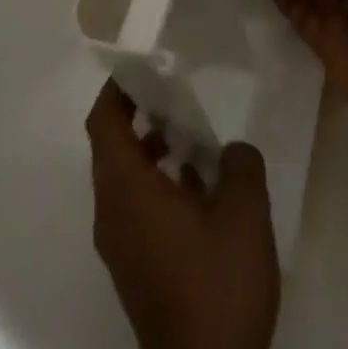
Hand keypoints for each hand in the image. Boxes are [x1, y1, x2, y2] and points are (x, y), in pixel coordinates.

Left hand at [86, 80, 279, 348]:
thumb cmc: (218, 285)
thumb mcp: (243, 210)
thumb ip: (239, 161)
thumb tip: (230, 151)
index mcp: (126, 191)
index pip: (104, 123)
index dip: (118, 88)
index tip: (144, 63)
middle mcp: (112, 214)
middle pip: (112, 147)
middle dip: (139, 112)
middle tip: (176, 87)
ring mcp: (122, 246)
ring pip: (126, 178)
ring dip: (152, 148)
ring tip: (194, 130)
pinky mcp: (137, 268)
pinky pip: (137, 206)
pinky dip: (159, 181)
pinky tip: (200, 182)